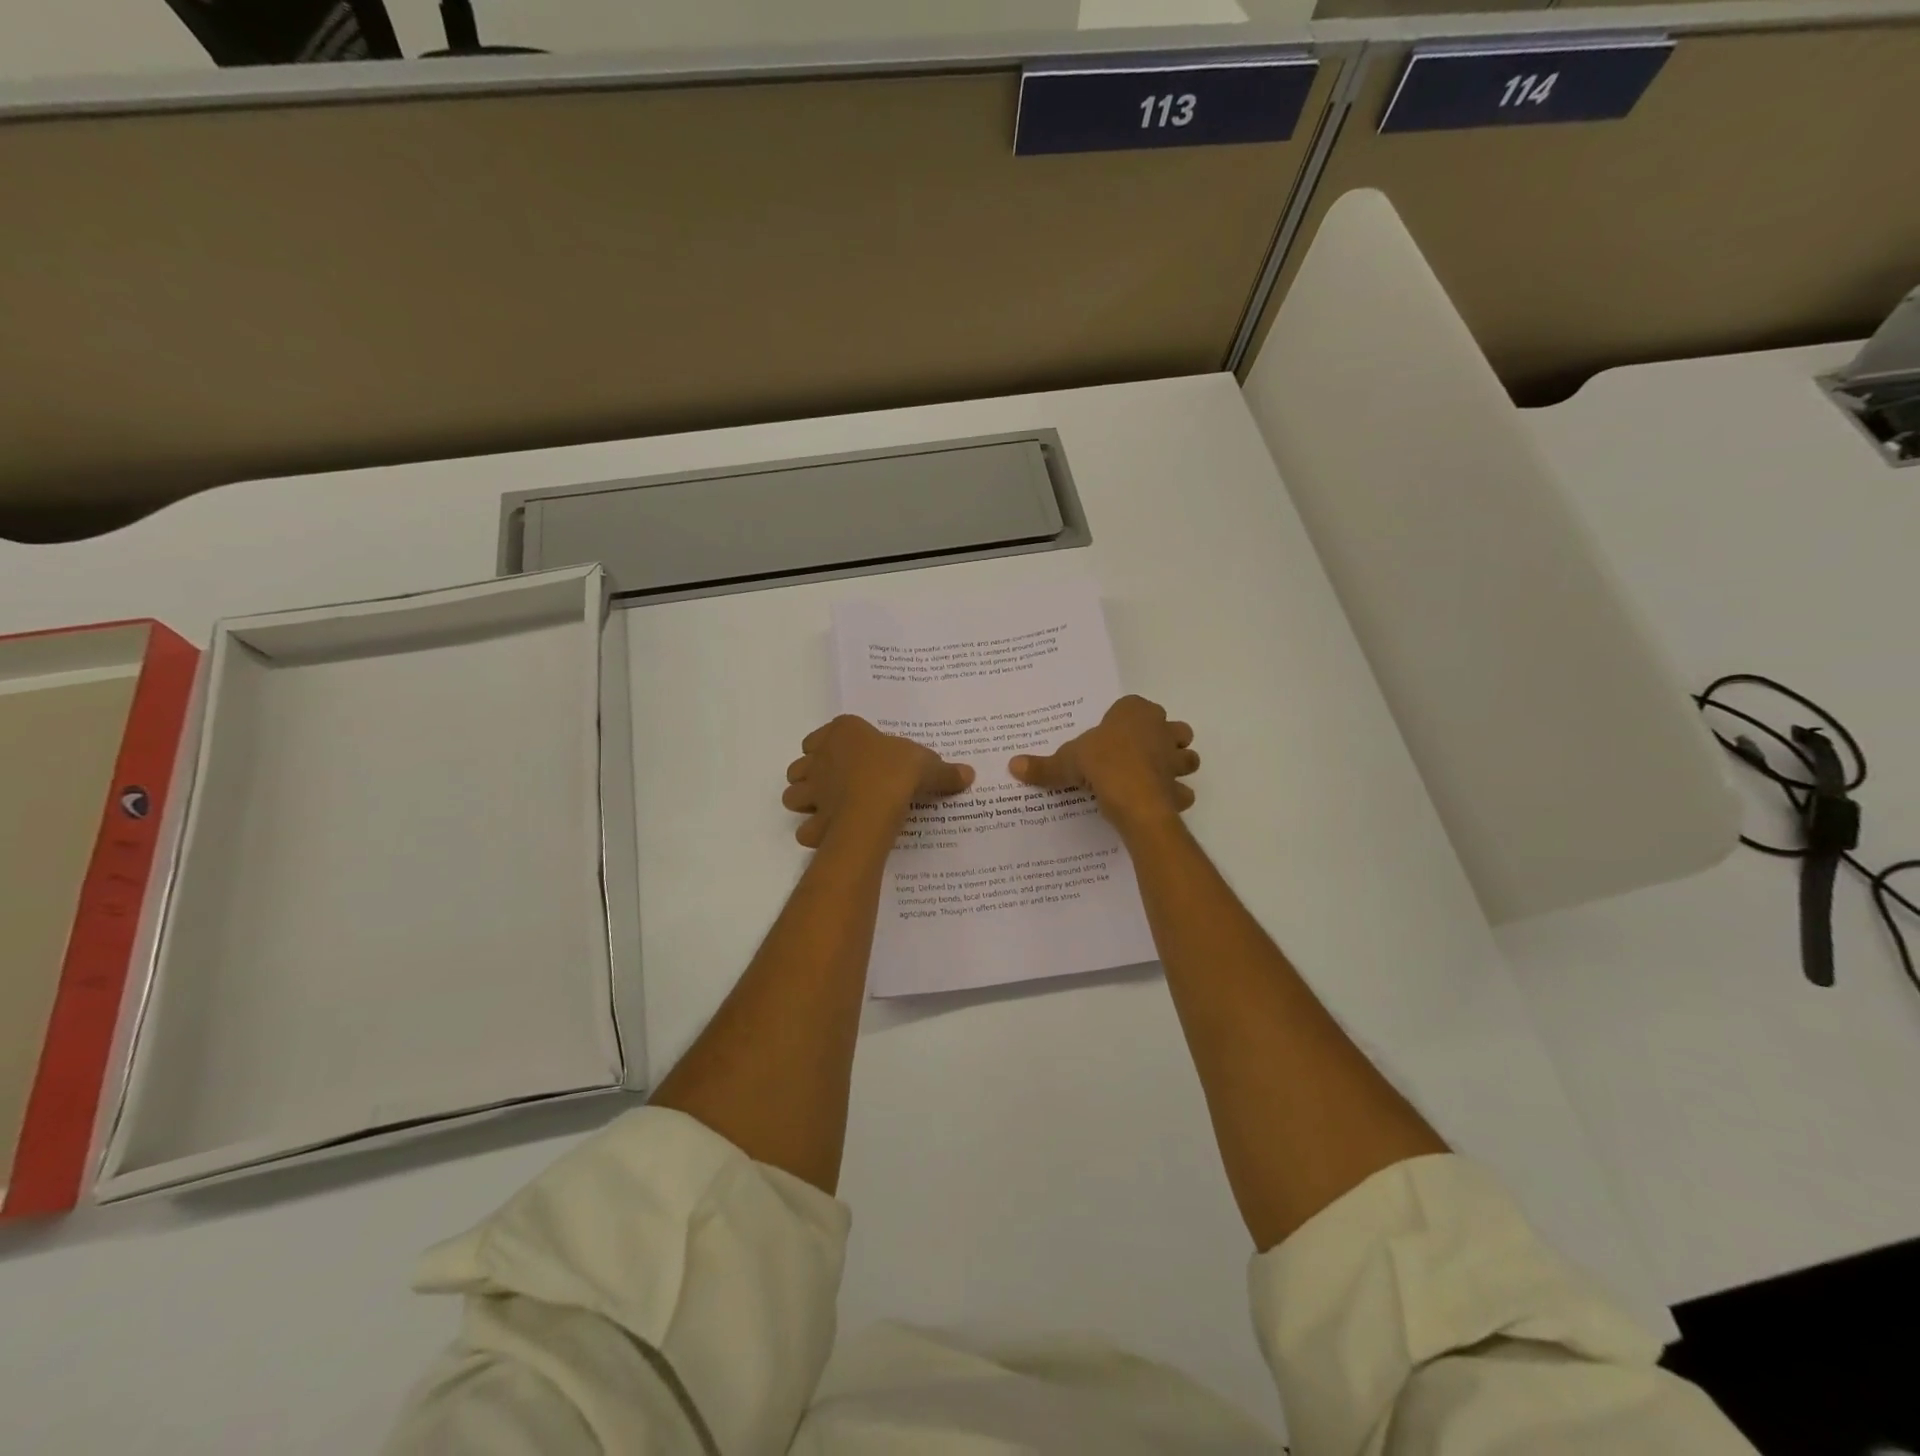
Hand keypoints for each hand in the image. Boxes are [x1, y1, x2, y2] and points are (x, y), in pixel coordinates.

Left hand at [783, 715, 973, 848]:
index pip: (826, 734)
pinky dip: (815, 832)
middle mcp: (820, 757)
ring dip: (806, 801)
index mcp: (844, 732)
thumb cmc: (897, 772)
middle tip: (838, 784)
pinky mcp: (813, 820)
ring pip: (793, 794)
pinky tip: (833, 835)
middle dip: (813, 775)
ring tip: (830, 809)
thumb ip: (944, 771)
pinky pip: (805, 828)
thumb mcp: (928, 765)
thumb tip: (969, 774)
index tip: (852, 756)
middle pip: (802, 764)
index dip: (833, 745)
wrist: (874, 806)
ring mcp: (812, 790)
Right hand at [1009, 695, 1197, 832]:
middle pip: (1174, 729)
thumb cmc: (1101, 763)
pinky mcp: (1179, 788)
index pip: (1135, 706)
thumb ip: (1043, 765)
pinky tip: (1155, 803)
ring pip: (1187, 757)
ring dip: (1176, 766)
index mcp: (1135, 712)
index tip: (1113, 735)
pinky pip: (1182, 791)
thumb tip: (1012, 765)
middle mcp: (1161, 729)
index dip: (1126, 720)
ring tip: (1153, 777)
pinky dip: (1174, 797)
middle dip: (1164, 739)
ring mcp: (1175, 759)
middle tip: (1140, 754)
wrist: (1132, 797)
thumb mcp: (1066, 761)